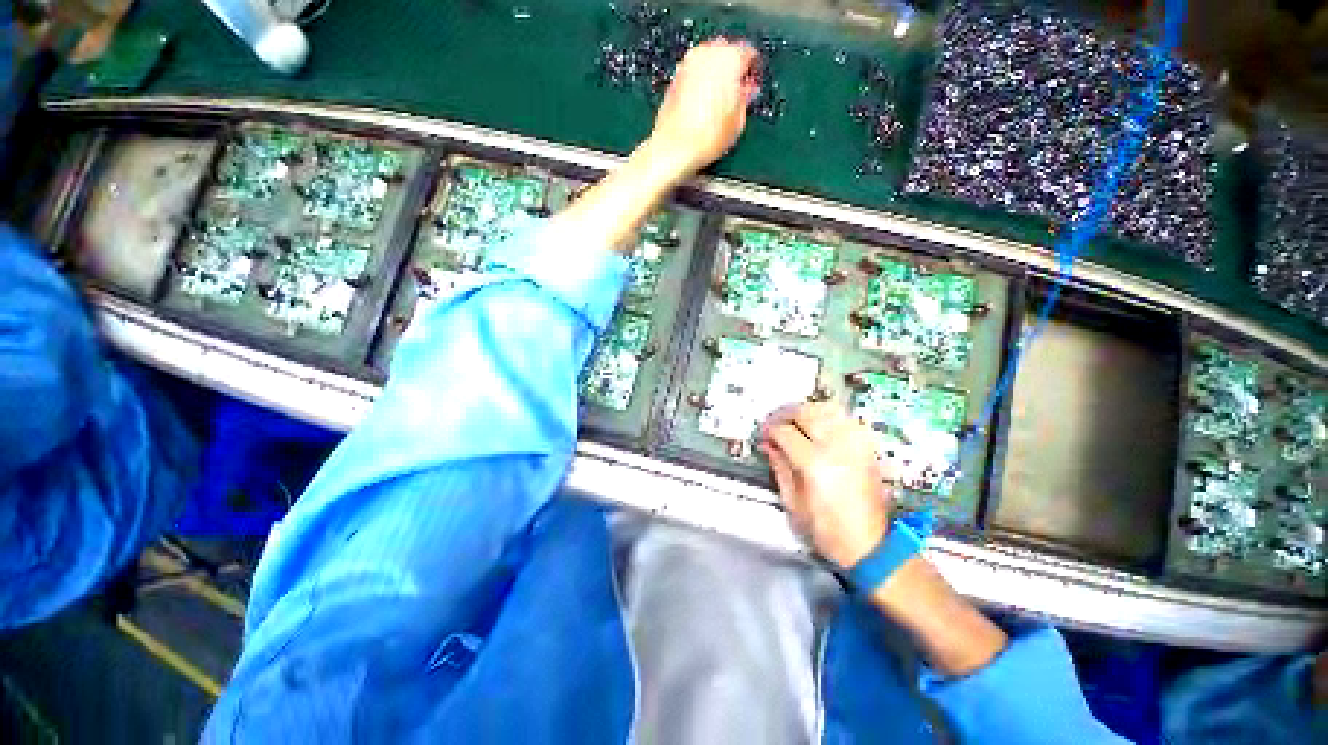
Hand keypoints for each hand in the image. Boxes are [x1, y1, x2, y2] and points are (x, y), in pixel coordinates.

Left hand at [648, 39, 759, 175]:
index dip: (753, 69)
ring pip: (708, 59)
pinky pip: (694, 71)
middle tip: (737, 91)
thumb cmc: (707, 136)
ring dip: (716, 73)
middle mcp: (707, 53)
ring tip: (719, 99)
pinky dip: (701, 81)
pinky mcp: (675, 76)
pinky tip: (703, 103)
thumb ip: (745, 99)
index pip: (748, 52)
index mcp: (730, 58)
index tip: (752, 84)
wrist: (674, 147)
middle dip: (733, 67)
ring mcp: (688, 62)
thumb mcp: (737, 122)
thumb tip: (747, 91)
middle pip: (726, 50)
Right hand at [761, 402, 893, 568]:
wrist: (871, 547)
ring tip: (794, 418)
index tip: (764, 434)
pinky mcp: (867, 448)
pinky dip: (828, 415)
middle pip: (806, 413)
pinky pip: (845, 418)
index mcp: (815, 465)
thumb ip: (780, 468)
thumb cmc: (830, 531)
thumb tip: (769, 445)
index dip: (770, 430)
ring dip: (806, 409)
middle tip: (775, 422)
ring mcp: (855, 445)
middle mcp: (837, 448)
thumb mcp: (794, 503)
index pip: (785, 432)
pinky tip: (818, 422)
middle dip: (785, 413)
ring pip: (827, 409)